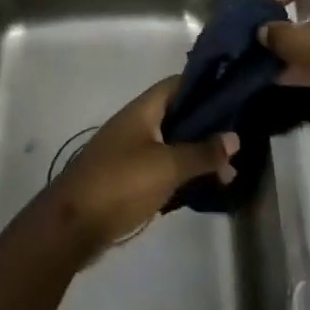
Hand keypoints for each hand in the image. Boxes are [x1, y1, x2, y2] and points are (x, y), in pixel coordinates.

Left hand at [46, 78, 239, 260]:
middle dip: (206, 128)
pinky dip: (180, 174)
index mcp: (143, 110)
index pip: (177, 84)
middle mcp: (136, 124)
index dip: (204, 86)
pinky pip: (160, 168)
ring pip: (170, 145)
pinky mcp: (126, 179)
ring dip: (195, 155)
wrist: (72, 225)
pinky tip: (201, 189)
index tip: (233, 96)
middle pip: (176, 116)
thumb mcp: (167, 166)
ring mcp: (129, 152)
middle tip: (237, 143)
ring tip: (228, 172)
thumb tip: (234, 137)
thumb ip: (202, 152)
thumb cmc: (121, 183)